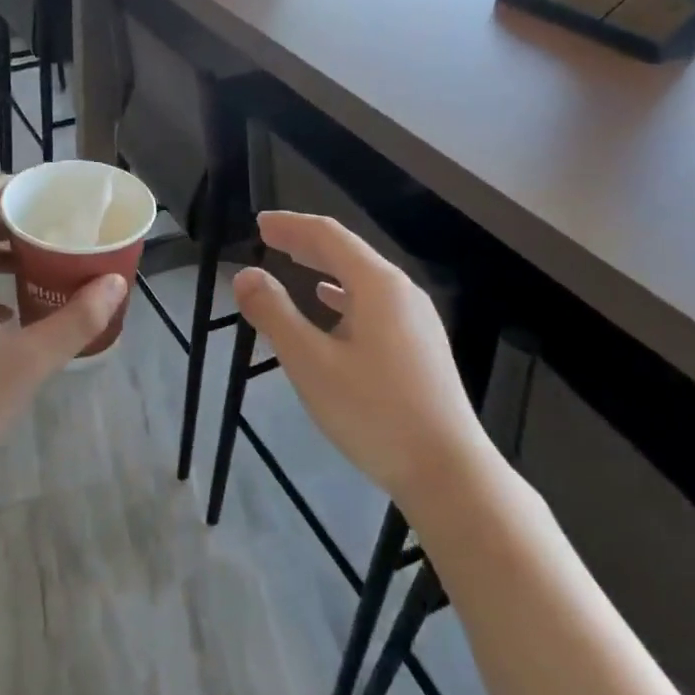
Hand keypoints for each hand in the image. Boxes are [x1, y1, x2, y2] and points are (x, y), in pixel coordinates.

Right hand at [232, 212, 508, 509]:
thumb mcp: (311, 363)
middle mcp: (402, 293)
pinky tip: (331, 306)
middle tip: (269, 236)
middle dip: (306, 241)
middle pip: (348, 252)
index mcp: (379, 285)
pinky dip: (344, 295)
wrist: (448, 472)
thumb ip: (275, 314)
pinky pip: (374, 303)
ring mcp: (416, 320)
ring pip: (362, 278)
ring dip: (324, 267)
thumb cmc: (374, 413)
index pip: (329, 236)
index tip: (259, 223)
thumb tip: (245, 275)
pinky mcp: (420, 346)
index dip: (291, 225)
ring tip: (294, 264)